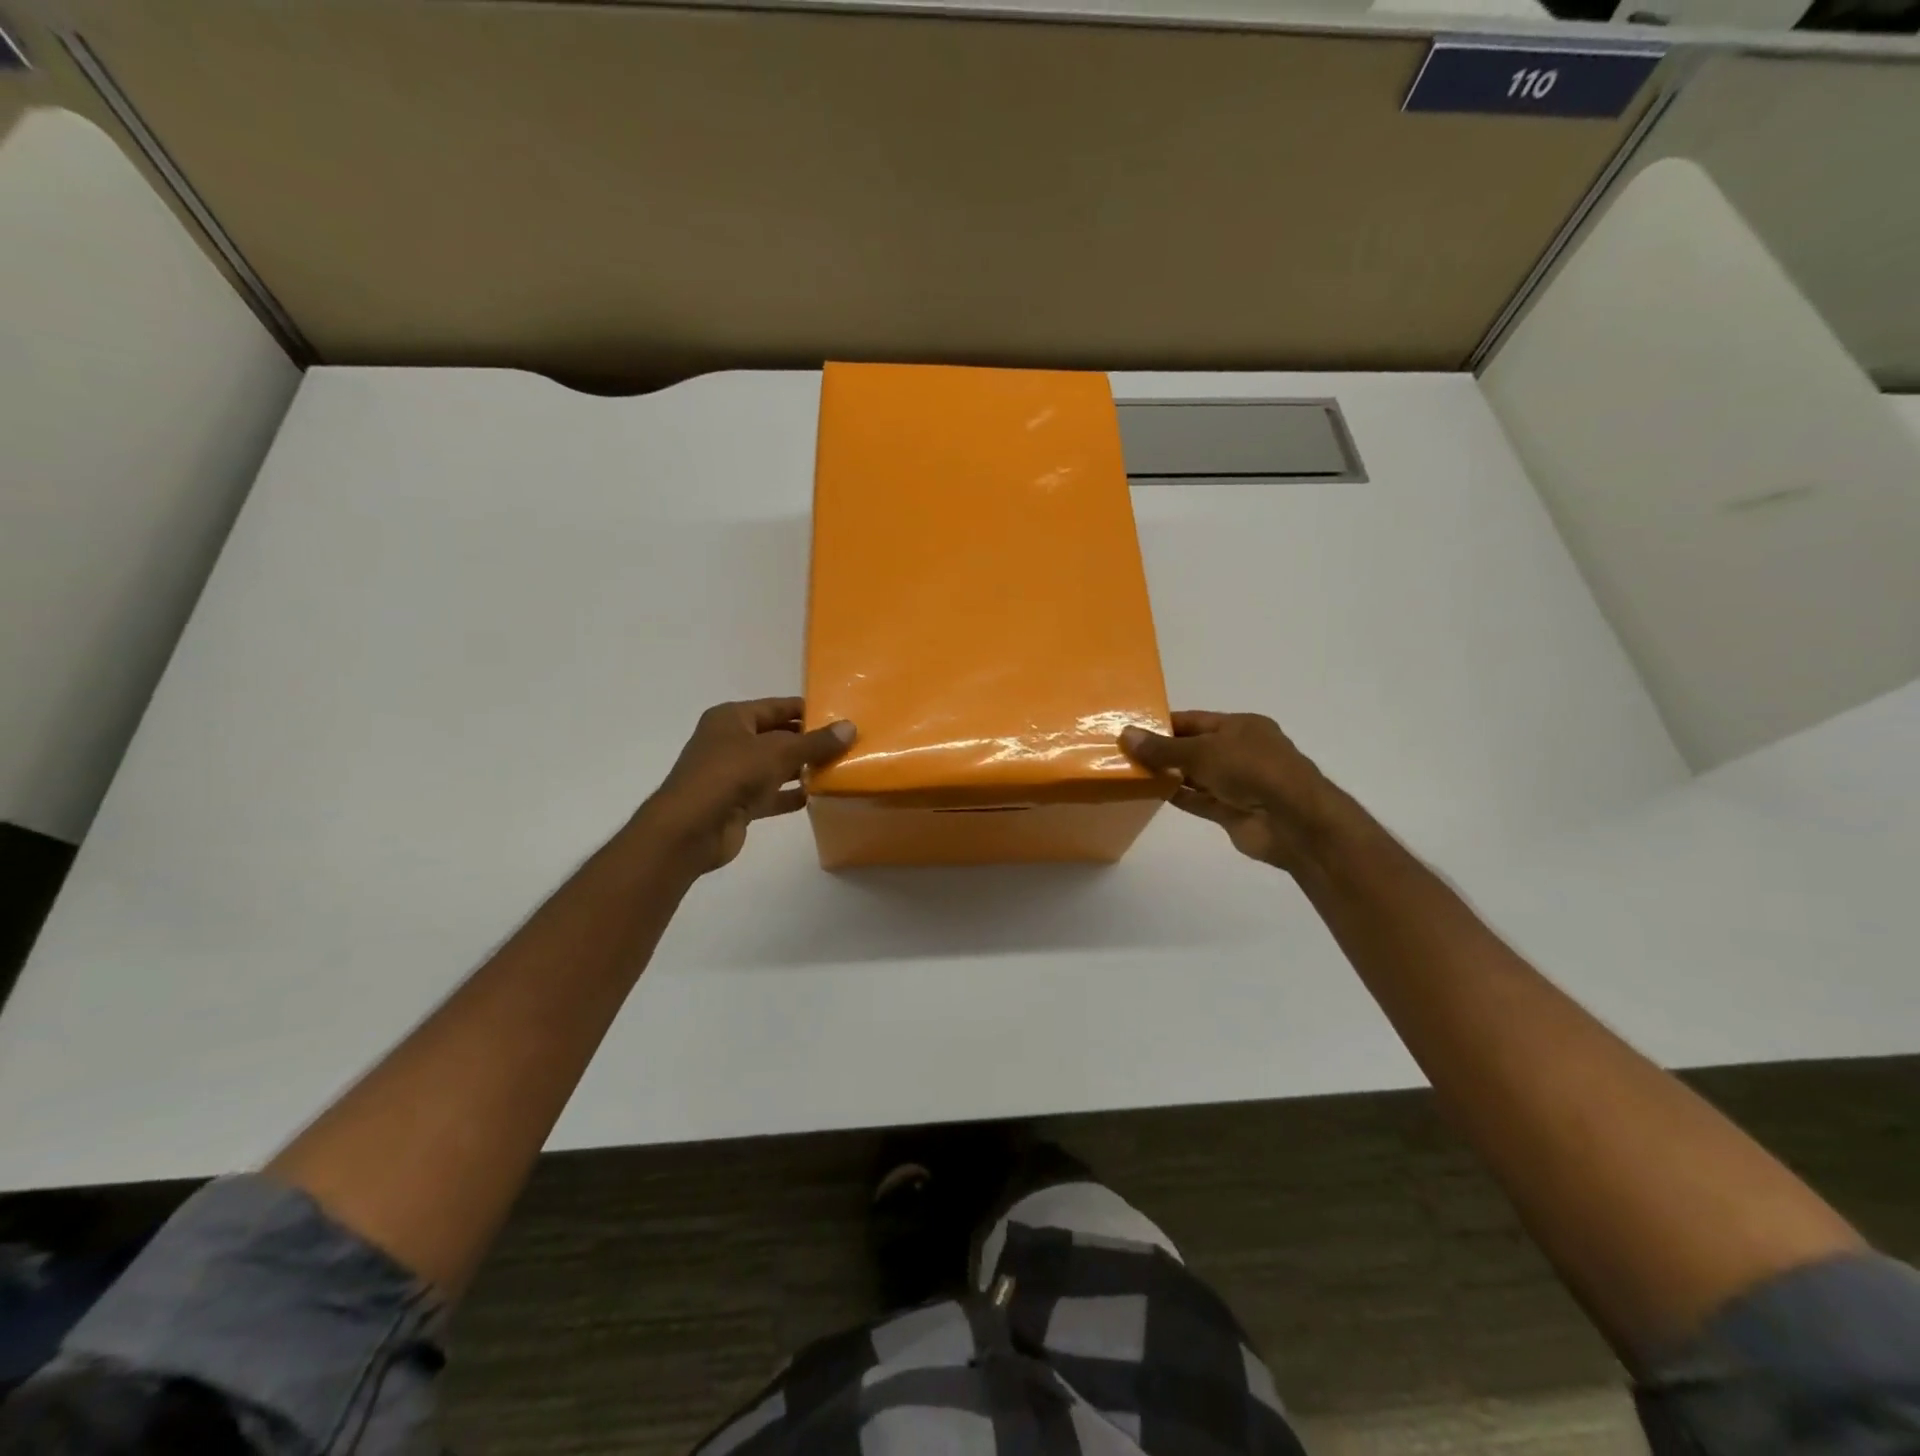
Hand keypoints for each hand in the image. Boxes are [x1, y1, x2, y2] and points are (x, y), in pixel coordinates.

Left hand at [641, 698, 855, 873]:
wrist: (691, 829)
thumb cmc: (730, 775)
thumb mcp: (778, 752)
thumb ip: (815, 742)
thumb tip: (851, 727)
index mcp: (732, 718)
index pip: (777, 707)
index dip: (807, 710)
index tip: (841, 716)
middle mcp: (731, 741)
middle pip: (778, 736)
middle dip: (809, 741)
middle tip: (847, 744)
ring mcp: (733, 774)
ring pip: (775, 766)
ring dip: (803, 768)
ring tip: (840, 768)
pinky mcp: (738, 803)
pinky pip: (771, 793)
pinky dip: (791, 794)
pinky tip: (819, 796)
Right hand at [1119, 711, 1337, 873]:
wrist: (1293, 821)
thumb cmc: (1252, 770)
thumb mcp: (1203, 751)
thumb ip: (1163, 747)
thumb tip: (1126, 734)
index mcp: (1241, 727)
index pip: (1195, 720)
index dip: (1164, 724)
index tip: (1131, 729)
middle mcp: (1240, 752)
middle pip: (1194, 747)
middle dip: (1162, 750)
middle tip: (1123, 752)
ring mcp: (1237, 783)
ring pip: (1195, 775)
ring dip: (1167, 774)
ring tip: (1130, 772)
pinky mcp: (1232, 811)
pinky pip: (1199, 800)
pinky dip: (1177, 796)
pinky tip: (1149, 793)